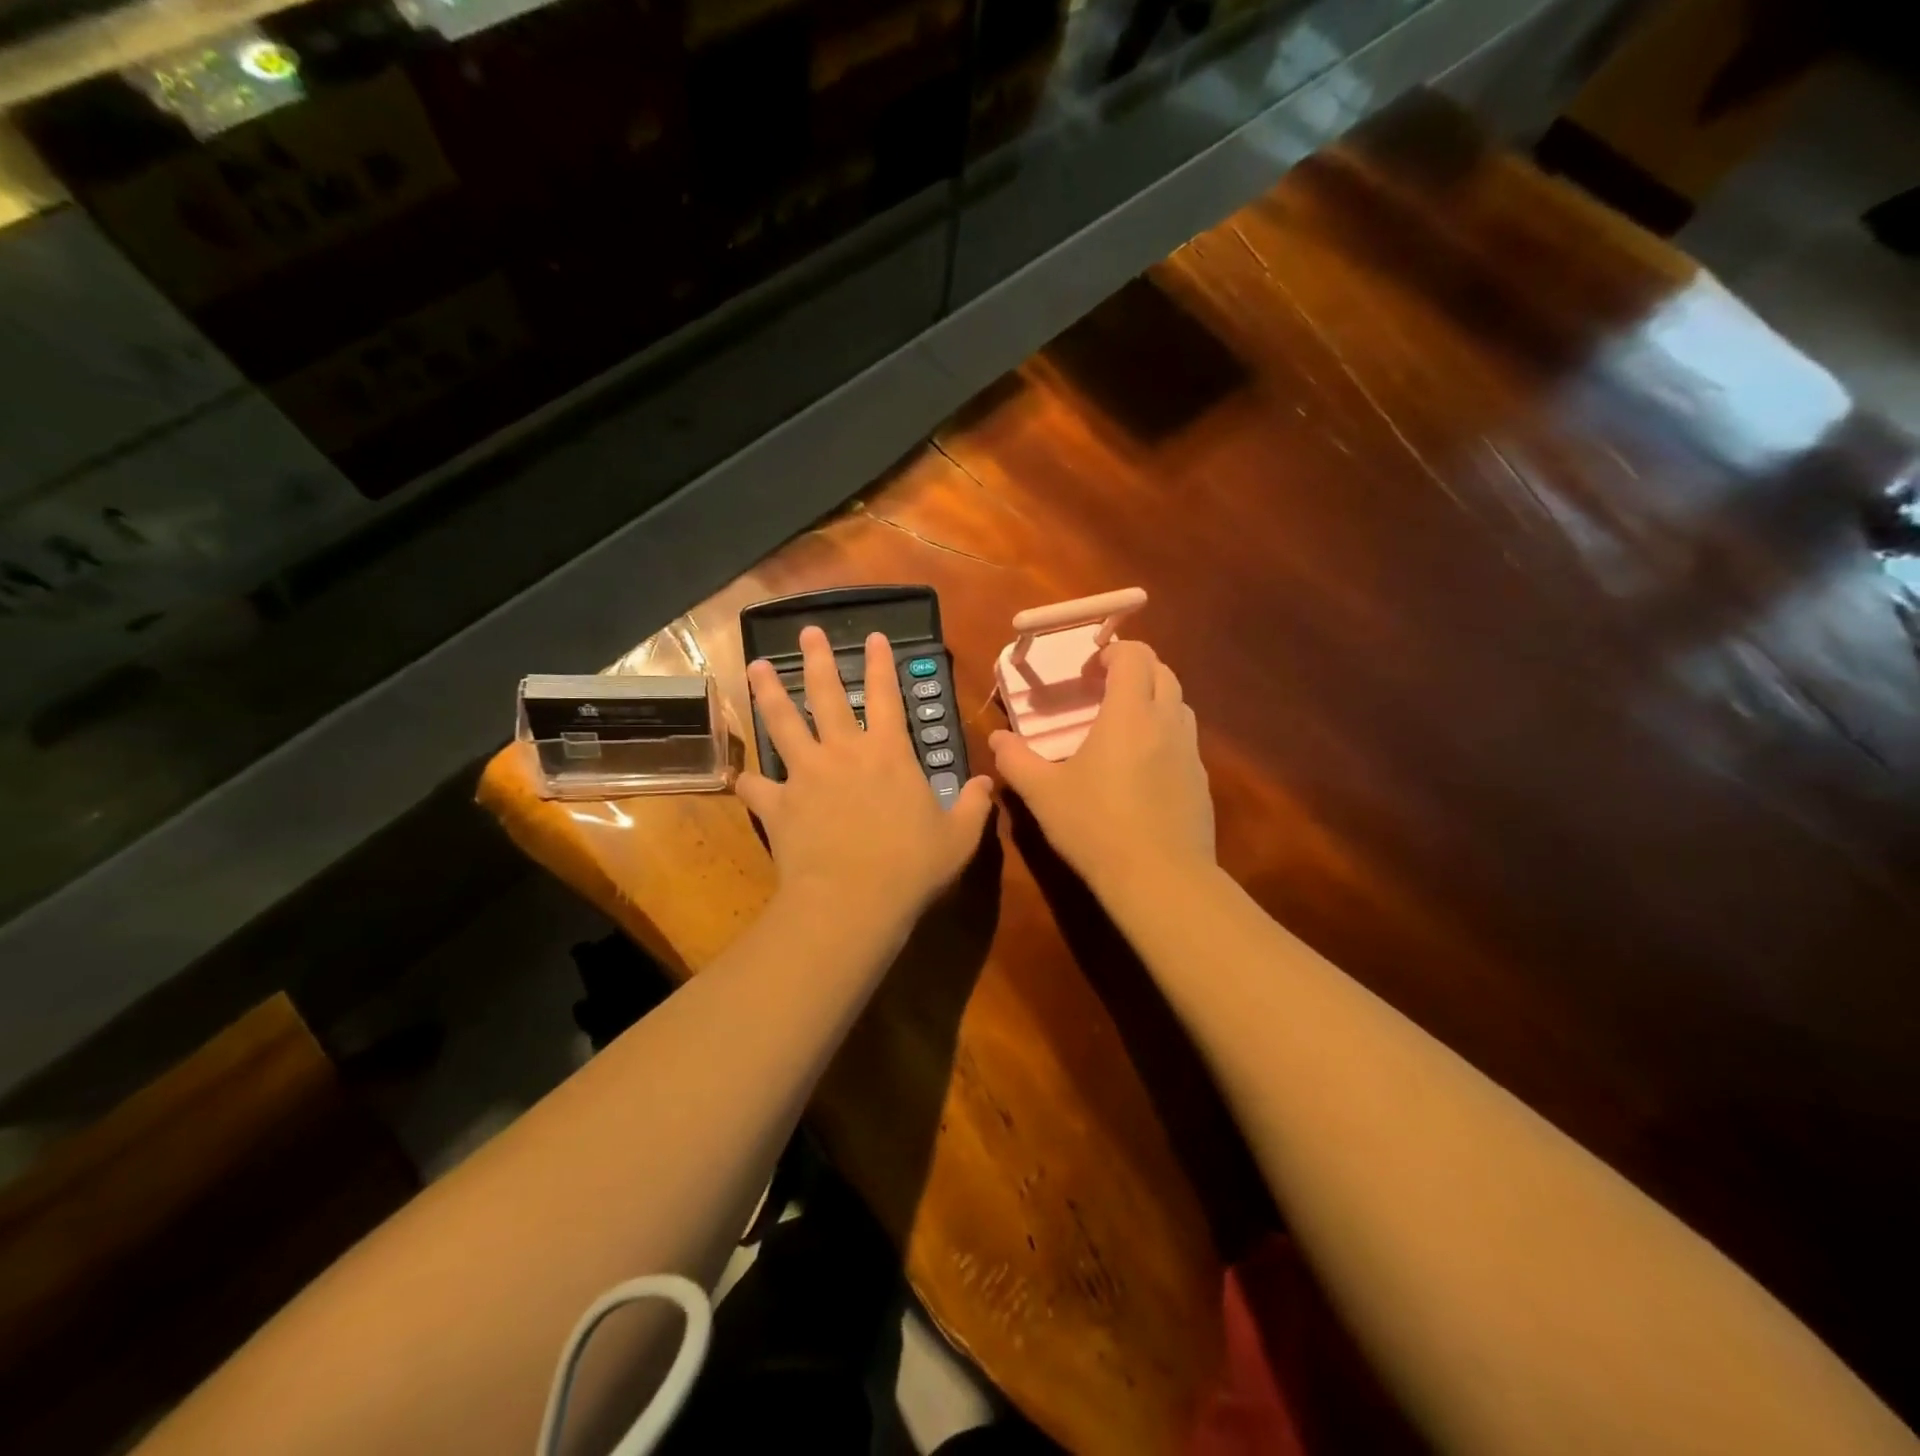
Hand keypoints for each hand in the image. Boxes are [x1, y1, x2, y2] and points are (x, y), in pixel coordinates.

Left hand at [739, 627, 992, 926]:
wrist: (853, 900)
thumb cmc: (912, 866)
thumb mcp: (959, 838)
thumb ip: (975, 806)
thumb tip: (988, 782)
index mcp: (889, 753)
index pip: (885, 695)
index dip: (880, 664)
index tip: (872, 636)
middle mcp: (843, 752)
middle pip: (826, 694)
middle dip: (817, 659)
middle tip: (806, 632)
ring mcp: (805, 775)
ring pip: (783, 722)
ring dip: (769, 692)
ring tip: (756, 666)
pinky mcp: (778, 805)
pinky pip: (756, 787)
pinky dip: (749, 781)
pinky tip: (742, 778)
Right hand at [990, 639, 1215, 901]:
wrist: (1160, 878)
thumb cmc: (1096, 826)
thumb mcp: (1043, 794)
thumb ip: (1015, 760)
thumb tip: (997, 738)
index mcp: (1129, 714)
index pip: (1135, 655)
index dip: (1113, 651)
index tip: (1087, 672)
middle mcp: (1167, 722)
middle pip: (1163, 672)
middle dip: (1134, 671)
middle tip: (1102, 693)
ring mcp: (1190, 752)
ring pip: (1179, 705)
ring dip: (1152, 701)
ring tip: (1121, 728)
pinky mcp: (1201, 781)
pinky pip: (1184, 741)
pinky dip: (1163, 737)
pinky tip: (1140, 771)